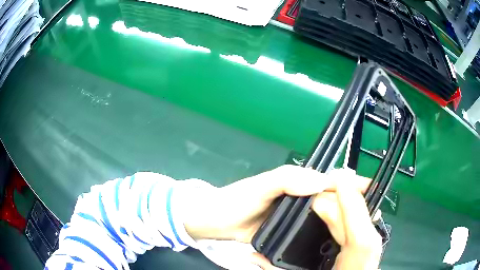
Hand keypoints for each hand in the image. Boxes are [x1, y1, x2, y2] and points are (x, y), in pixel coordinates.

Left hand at [183, 165, 380, 269]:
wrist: (213, 222)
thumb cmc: (233, 202)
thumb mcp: (260, 186)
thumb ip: (287, 180)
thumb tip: (322, 180)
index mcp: (296, 183)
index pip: (330, 180)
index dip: (351, 184)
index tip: (371, 191)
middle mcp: (298, 198)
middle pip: (332, 198)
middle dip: (352, 203)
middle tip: (369, 215)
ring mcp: (293, 216)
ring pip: (324, 215)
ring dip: (341, 220)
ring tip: (356, 230)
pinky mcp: (287, 231)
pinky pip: (310, 231)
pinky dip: (323, 233)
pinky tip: (332, 241)